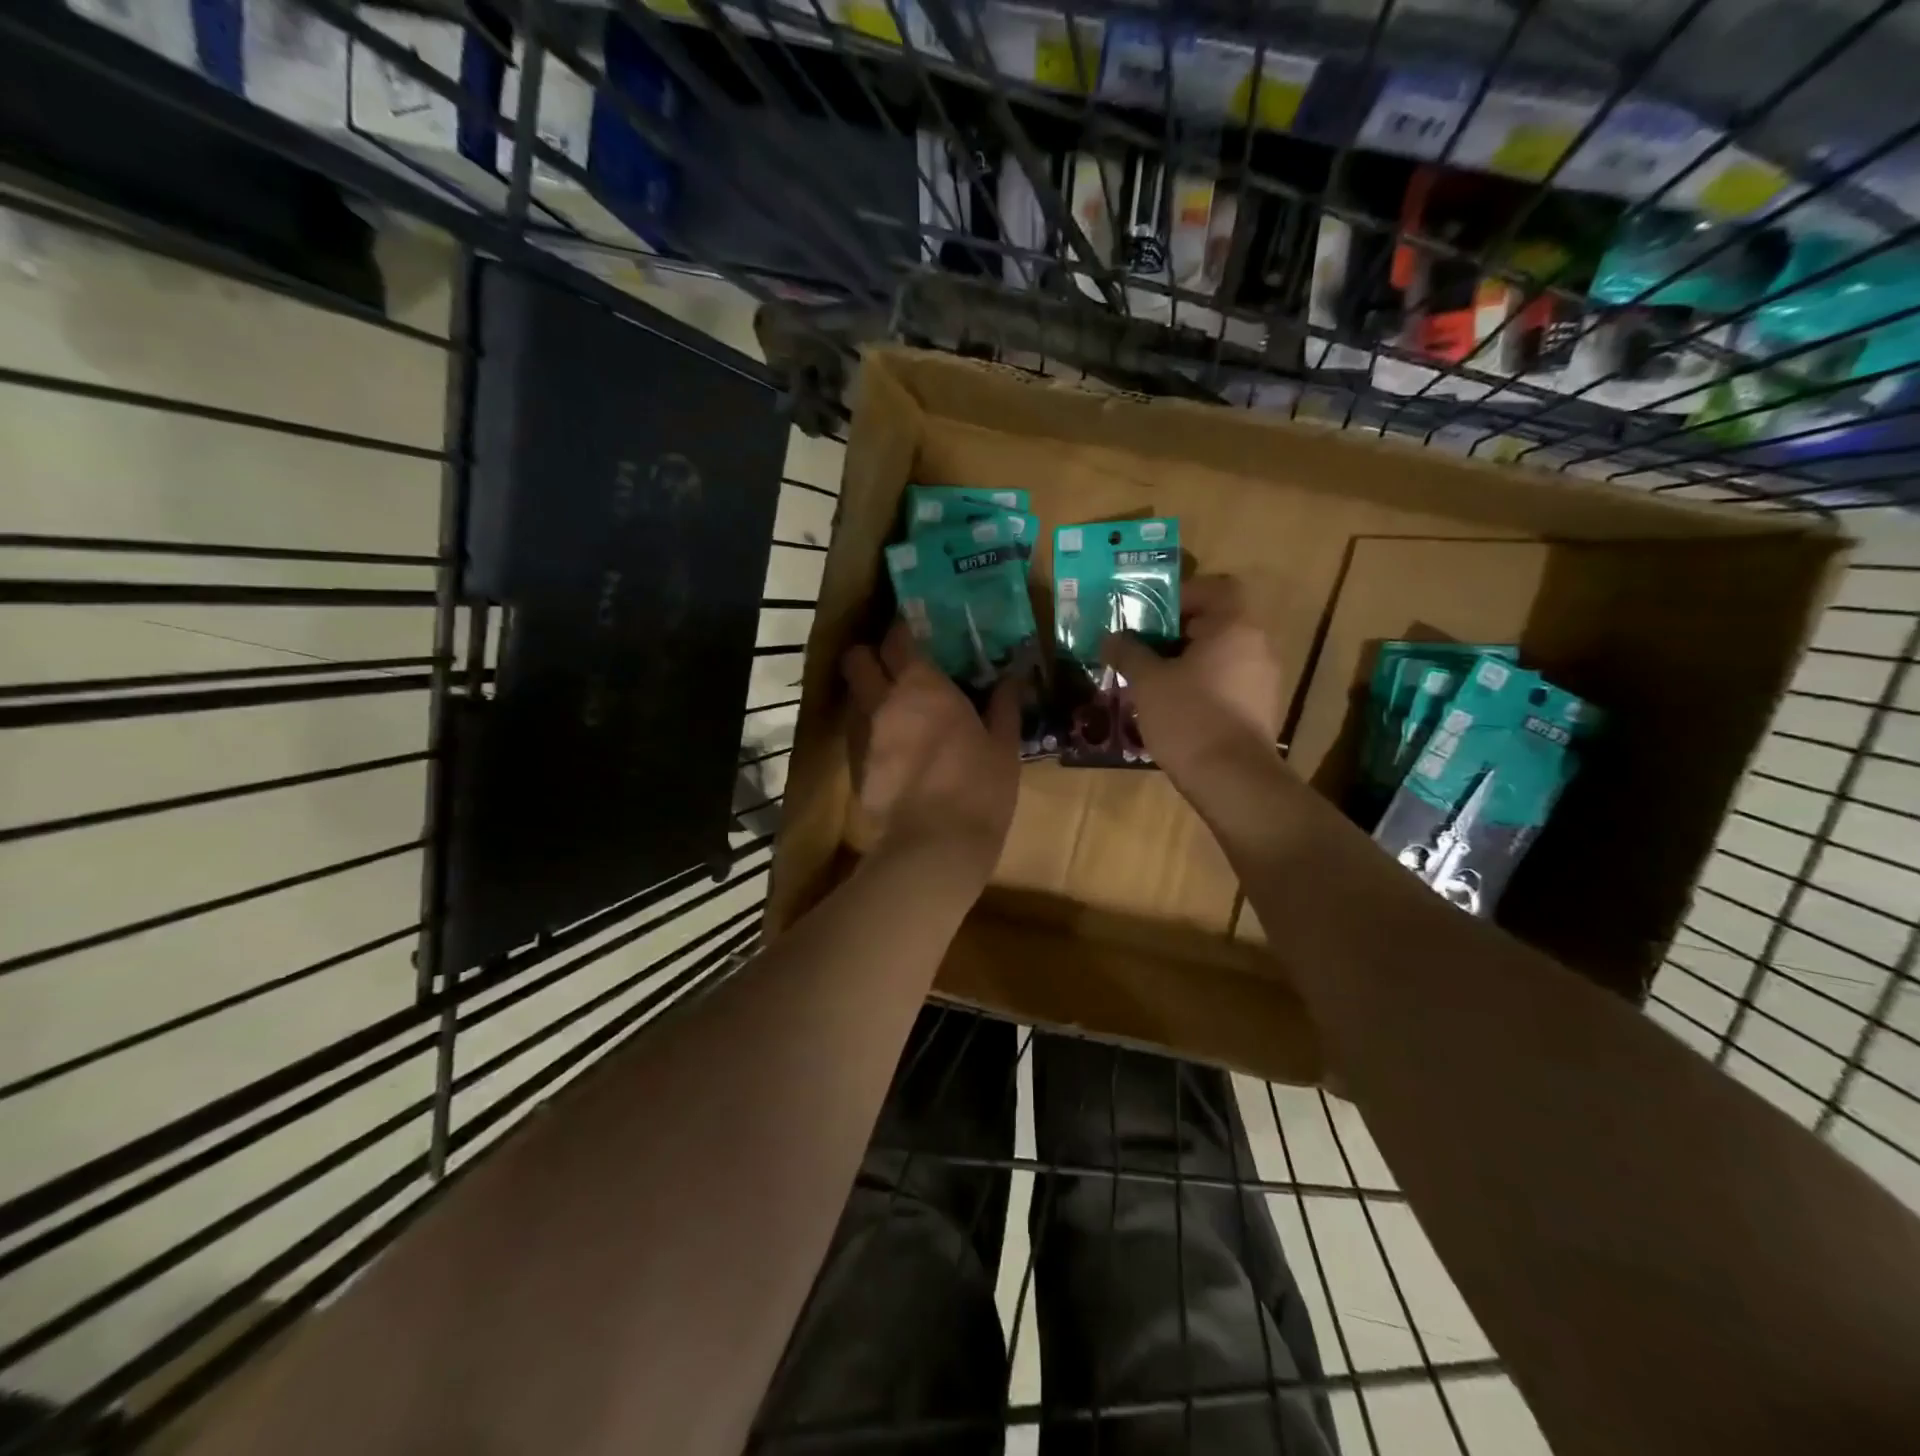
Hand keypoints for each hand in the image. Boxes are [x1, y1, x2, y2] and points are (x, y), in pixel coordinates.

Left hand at [842, 621, 1020, 879]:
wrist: (935, 846)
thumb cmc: (979, 788)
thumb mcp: (1003, 745)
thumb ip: (1004, 705)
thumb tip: (1012, 677)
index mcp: (922, 687)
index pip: (897, 638)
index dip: (902, 631)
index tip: (915, 632)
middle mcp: (883, 701)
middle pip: (856, 659)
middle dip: (869, 656)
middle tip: (894, 666)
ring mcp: (863, 735)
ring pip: (854, 697)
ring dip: (869, 694)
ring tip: (895, 709)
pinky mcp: (855, 767)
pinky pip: (857, 734)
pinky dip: (871, 731)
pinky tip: (893, 749)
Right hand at [1101, 575, 1282, 779]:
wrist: (1231, 779)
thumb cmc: (1188, 716)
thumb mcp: (1148, 681)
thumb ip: (1129, 652)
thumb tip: (1111, 637)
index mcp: (1235, 626)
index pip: (1216, 587)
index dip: (1182, 595)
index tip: (1151, 616)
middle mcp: (1258, 645)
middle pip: (1217, 622)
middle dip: (1177, 633)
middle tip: (1143, 649)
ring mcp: (1264, 680)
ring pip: (1221, 656)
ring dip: (1189, 661)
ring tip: (1153, 680)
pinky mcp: (1260, 709)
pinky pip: (1228, 683)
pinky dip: (1203, 686)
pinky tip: (1175, 707)